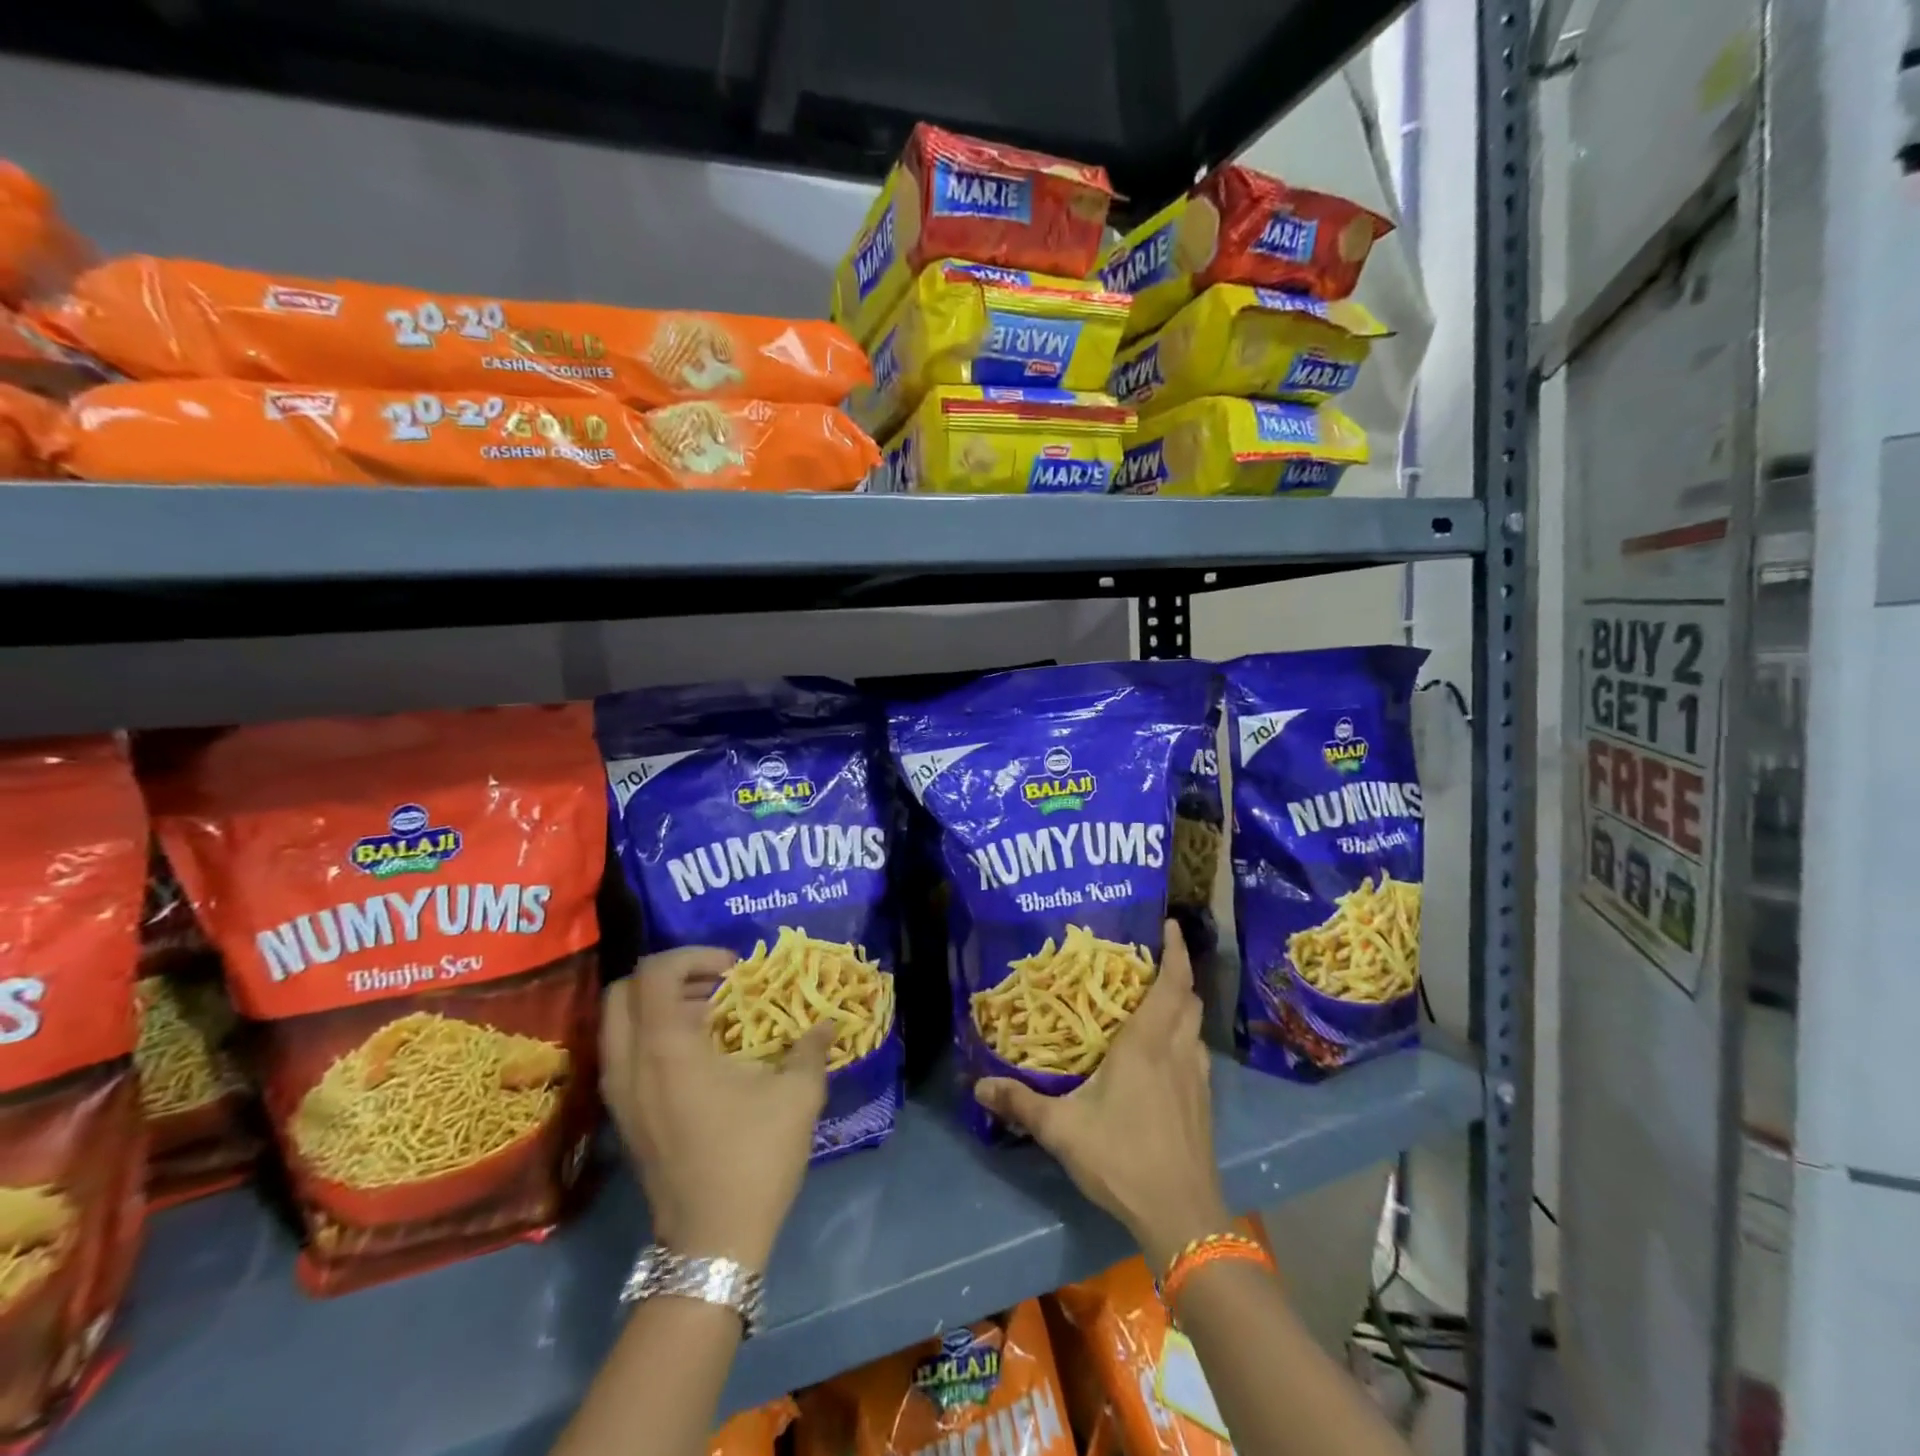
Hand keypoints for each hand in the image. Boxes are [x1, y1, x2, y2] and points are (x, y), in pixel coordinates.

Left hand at [600, 946, 830, 1270]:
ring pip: (617, 1023)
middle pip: (623, 991)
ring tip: (708, 1015)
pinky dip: (651, 1035)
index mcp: (666, 1049)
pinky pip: (623, 1053)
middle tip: (713, 984)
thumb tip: (827, 1024)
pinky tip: (697, 1054)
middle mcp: (630, 1064)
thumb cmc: (753, 1158)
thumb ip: (811, 1049)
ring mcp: (619, 1094)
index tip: (733, 970)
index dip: (693, 956)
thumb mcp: (796, 1096)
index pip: (655, 972)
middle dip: (668, 975)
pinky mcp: (623, 1117)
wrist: (711, 1243)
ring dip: (658, 1005)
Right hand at [974, 920, 1230, 1271]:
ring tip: (1154, 1000)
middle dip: (1176, 973)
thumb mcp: (1063, 1131)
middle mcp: (1178, 1051)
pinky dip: (1186, 1036)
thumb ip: (1021, 1103)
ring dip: (1182, 1005)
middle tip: (1148, 961)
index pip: (1172, 983)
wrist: (1181, 1215)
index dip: (1176, 951)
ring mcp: (1198, 1078)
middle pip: (1188, 998)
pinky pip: (1198, 1052)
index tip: (1171, 924)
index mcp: (1147, 1044)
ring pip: (1196, 1026)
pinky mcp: (1204, 1102)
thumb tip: (978, 1085)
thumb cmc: (1122, 1159)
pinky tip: (1165, 1054)